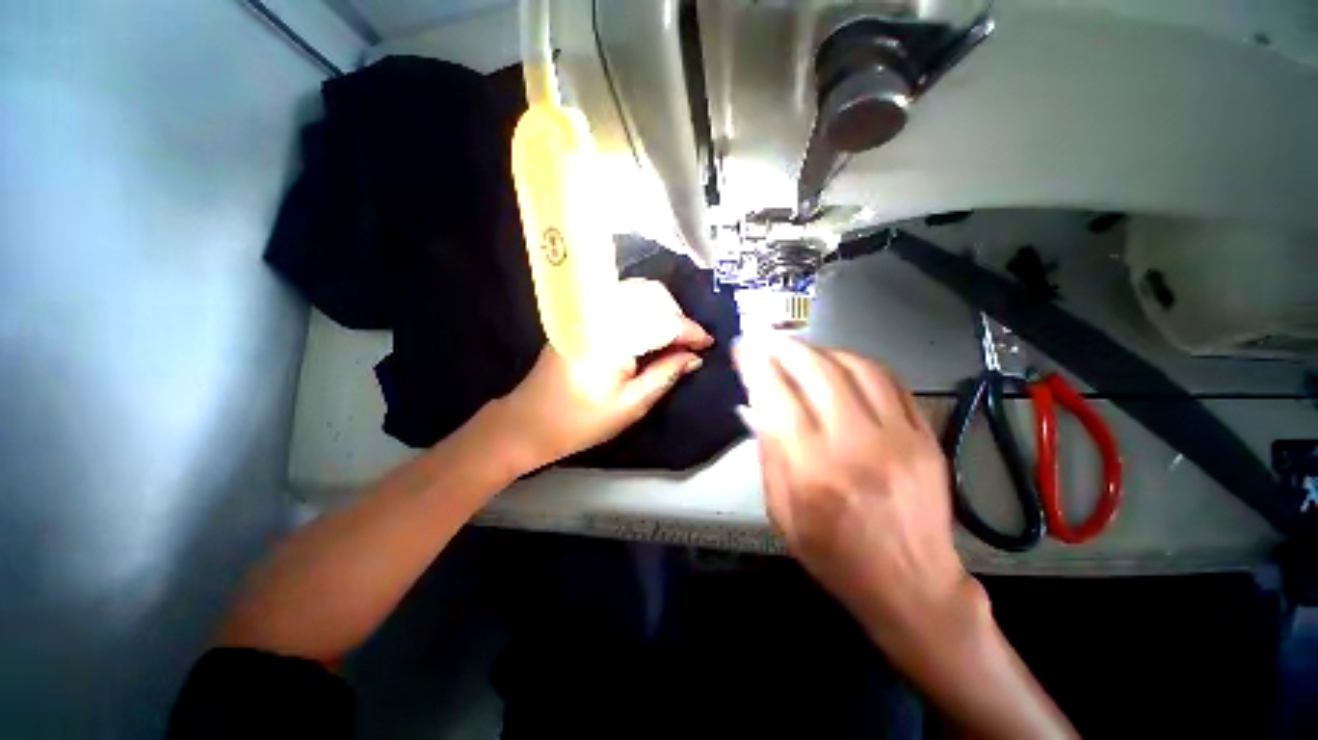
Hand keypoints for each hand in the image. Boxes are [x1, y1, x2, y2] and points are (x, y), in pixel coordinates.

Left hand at [490, 279, 713, 468]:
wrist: (529, 421)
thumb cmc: (581, 421)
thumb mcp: (632, 405)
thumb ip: (665, 374)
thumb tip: (694, 357)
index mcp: (611, 337)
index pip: (662, 321)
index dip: (690, 331)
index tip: (708, 344)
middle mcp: (598, 312)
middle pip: (651, 294)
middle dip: (677, 315)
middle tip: (689, 343)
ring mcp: (586, 309)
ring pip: (636, 290)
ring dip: (661, 308)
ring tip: (674, 336)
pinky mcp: (580, 313)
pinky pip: (620, 297)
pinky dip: (642, 307)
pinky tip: (649, 328)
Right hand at [738, 338, 1075, 738]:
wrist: (911, 585)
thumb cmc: (833, 555)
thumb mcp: (780, 512)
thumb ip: (768, 452)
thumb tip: (758, 403)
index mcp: (813, 470)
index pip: (777, 396)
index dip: (756, 364)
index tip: (744, 346)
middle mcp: (856, 445)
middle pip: (817, 370)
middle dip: (786, 346)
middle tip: (769, 338)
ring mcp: (898, 437)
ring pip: (856, 366)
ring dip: (822, 350)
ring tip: (802, 351)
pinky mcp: (924, 436)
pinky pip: (890, 380)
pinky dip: (858, 363)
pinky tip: (840, 364)